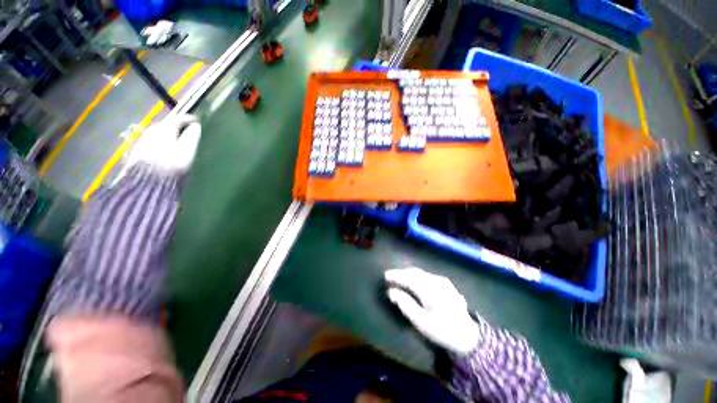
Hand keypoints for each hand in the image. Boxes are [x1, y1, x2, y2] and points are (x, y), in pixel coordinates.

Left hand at [119, 114, 200, 179]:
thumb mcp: (186, 152)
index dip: (190, 120)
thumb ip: (192, 137)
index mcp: (164, 129)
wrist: (145, 185)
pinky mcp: (137, 151)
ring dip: (169, 136)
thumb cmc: (170, 167)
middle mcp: (151, 131)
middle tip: (190, 133)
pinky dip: (162, 143)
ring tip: (179, 143)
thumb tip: (196, 126)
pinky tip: (166, 152)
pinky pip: (153, 142)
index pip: (179, 118)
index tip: (199, 123)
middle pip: (167, 125)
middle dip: (179, 128)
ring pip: (159, 133)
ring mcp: (142, 140)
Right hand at [385, 268, 480, 355]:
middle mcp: (436, 281)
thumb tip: (391, 291)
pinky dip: (416, 276)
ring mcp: (442, 281)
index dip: (396, 275)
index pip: (409, 278)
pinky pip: (426, 275)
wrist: (468, 336)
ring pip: (421, 273)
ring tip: (399, 278)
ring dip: (408, 274)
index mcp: (430, 290)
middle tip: (390, 277)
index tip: (385, 276)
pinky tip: (413, 281)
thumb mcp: (421, 322)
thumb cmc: (442, 331)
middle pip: (414, 272)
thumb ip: (405, 304)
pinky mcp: (446, 283)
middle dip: (401, 273)